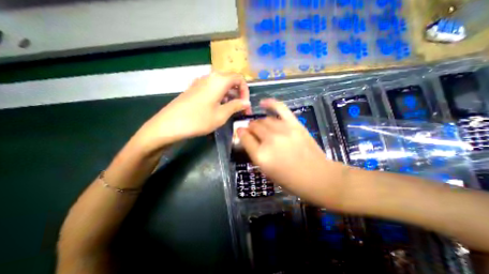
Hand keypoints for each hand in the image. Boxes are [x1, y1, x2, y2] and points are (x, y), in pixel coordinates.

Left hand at [132, 71, 249, 152]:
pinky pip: (212, 88)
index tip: (245, 104)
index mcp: (219, 80)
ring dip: (229, 95)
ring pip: (221, 84)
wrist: (169, 124)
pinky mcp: (194, 88)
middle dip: (238, 93)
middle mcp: (210, 77)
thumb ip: (236, 106)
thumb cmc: (198, 120)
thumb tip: (246, 102)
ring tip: (231, 109)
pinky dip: (220, 95)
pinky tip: (218, 107)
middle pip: (230, 80)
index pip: (239, 78)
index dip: (245, 91)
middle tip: (240, 108)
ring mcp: (200, 82)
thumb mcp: (221, 115)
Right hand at [240, 99, 346, 207]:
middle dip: (250, 128)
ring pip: (264, 119)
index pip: (244, 137)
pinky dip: (271, 103)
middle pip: (254, 126)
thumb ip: (255, 153)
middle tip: (252, 131)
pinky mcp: (294, 124)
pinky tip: (263, 103)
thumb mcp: (266, 171)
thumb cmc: (290, 179)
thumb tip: (247, 139)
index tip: (240, 132)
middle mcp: (269, 140)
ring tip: (261, 126)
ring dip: (259, 122)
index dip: (240, 133)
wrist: (317, 177)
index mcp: (261, 155)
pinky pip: (280, 108)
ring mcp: (282, 130)